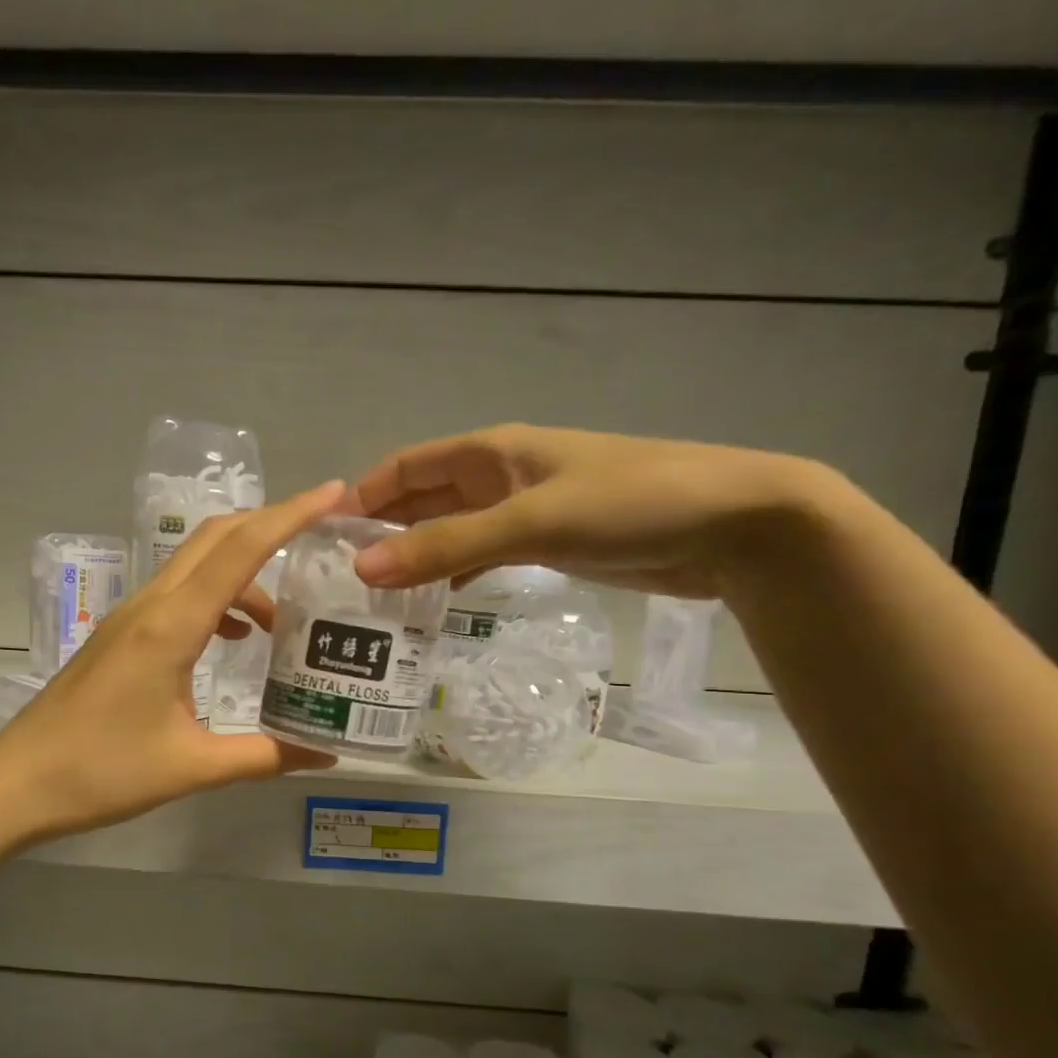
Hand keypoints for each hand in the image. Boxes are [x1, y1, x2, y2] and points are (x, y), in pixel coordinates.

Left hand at [0, 481, 346, 841]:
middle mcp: (150, 606)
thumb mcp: (193, 768)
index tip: (335, 495)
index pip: (239, 550)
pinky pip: (178, 595)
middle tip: (321, 539)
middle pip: (215, 539)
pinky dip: (216, 600)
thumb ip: (263, 756)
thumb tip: (325, 756)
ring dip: (243, 574)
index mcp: (171, 626)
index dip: (290, 516)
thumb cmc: (102, 772)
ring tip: (283, 621)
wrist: (19, 781)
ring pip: (195, 567)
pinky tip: (233, 639)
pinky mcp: (120, 635)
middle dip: (270, 526)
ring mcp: (129, 617)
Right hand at [349, 424, 837, 597]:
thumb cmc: (630, 504)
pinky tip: (433, 605)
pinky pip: (479, 556)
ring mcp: (520, 512)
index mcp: (489, 452)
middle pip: (421, 500)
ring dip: (413, 557)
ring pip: (448, 531)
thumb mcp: (531, 522)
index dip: (361, 497)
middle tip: (338, 579)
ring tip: (372, 600)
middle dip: (381, 531)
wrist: (735, 525)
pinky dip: (452, 575)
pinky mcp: (544, 544)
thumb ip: (446, 546)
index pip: (404, 467)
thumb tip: (363, 571)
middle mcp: (497, 477)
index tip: (322, 539)